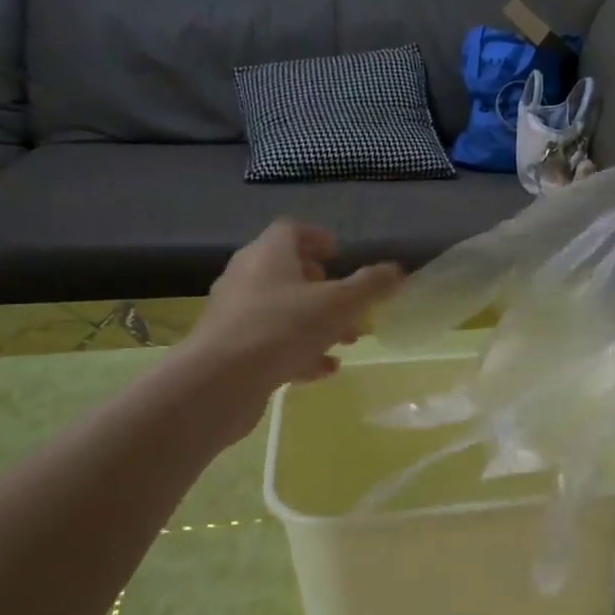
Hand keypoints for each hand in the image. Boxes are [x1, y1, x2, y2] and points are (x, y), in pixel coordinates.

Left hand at [172, 220, 403, 440]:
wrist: (218, 383)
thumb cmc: (282, 328)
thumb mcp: (339, 304)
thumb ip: (370, 286)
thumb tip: (397, 270)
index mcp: (269, 255)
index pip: (291, 231)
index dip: (317, 238)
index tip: (339, 253)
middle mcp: (247, 277)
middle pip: (287, 271)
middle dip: (324, 287)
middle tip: (349, 301)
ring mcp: (235, 315)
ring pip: (282, 310)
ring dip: (316, 322)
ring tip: (347, 340)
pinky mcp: (231, 349)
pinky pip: (271, 342)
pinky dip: (300, 350)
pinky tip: (324, 369)